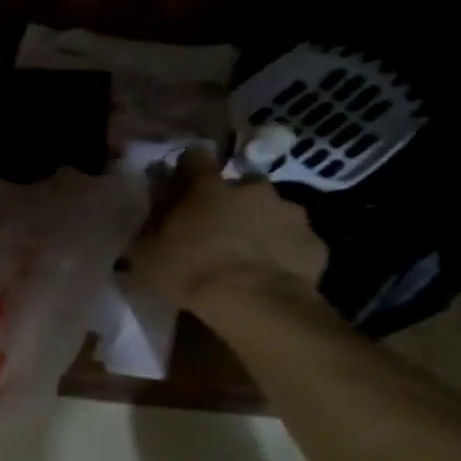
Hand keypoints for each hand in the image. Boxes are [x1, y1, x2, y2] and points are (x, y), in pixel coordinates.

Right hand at [129, 151, 328, 318]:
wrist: (255, 303)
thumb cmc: (190, 271)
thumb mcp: (146, 254)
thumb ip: (148, 229)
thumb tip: (150, 220)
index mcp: (206, 186)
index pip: (195, 157)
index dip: (188, 170)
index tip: (182, 187)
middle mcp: (251, 189)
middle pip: (241, 184)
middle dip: (232, 200)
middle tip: (219, 227)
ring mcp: (289, 212)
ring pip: (272, 210)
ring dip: (261, 223)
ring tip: (249, 252)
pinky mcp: (314, 241)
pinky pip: (295, 240)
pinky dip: (284, 250)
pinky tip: (272, 272)